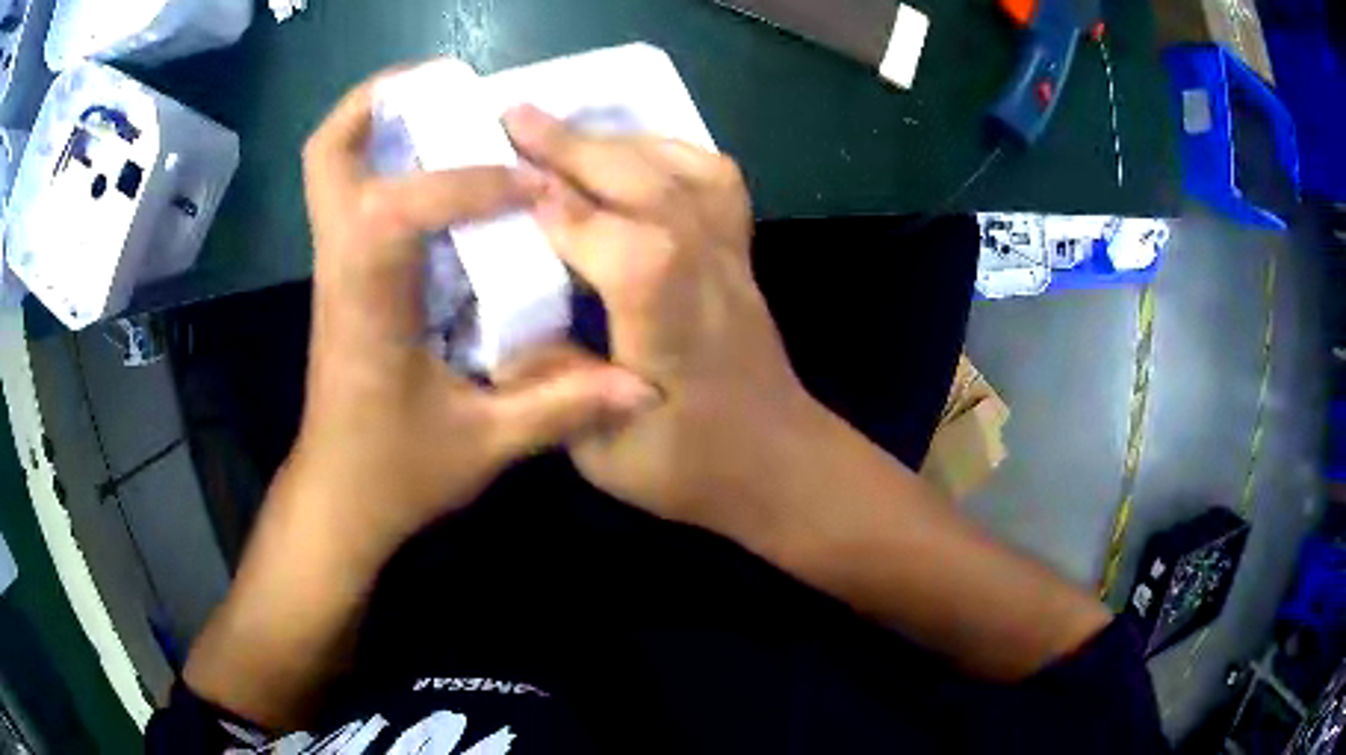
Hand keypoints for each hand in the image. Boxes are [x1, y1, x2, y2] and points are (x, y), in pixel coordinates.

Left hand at [293, 78, 658, 554]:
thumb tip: (644, 386)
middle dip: (381, 103)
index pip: (397, 210)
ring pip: (331, 167)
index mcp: (368, 305)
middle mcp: (342, 268)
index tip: (535, 189)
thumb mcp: (483, 447)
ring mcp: (337, 267)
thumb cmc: (395, 473)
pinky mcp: (347, 275)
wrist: (339, 497)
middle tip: (448, 85)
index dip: (469, 183)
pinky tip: (444, 170)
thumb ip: (561, 408)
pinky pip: (352, 194)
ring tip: (449, 107)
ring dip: (380, 121)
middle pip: (329, 156)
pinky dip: (387, 160)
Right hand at [504, 106, 819, 536]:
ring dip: (620, 140)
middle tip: (515, 115)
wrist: (779, 464)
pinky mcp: (740, 254)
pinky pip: (715, 181)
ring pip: (686, 170)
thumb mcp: (602, 454)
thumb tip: (514, 323)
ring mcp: (732, 257)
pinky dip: (670, 153)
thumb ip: (554, 382)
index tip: (505, 174)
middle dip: (576, 146)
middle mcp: (706, 275)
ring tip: (566, 131)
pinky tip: (634, 155)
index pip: (620, 245)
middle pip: (649, 186)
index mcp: (671, 327)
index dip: (563, 209)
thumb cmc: (691, 470)